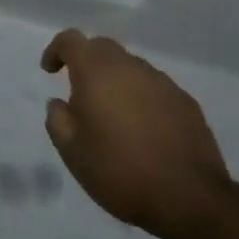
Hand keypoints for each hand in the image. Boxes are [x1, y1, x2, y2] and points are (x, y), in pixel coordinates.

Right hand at [41, 29, 229, 237]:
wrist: (189, 198)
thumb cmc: (119, 171)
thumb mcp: (72, 152)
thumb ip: (58, 120)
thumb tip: (60, 104)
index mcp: (97, 72)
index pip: (71, 40)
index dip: (56, 50)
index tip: (50, 71)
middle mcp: (130, 67)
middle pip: (102, 48)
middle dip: (86, 63)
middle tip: (80, 94)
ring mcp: (162, 83)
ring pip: (130, 68)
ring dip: (116, 81)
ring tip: (113, 117)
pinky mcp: (186, 102)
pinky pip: (154, 88)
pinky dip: (141, 98)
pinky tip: (143, 130)